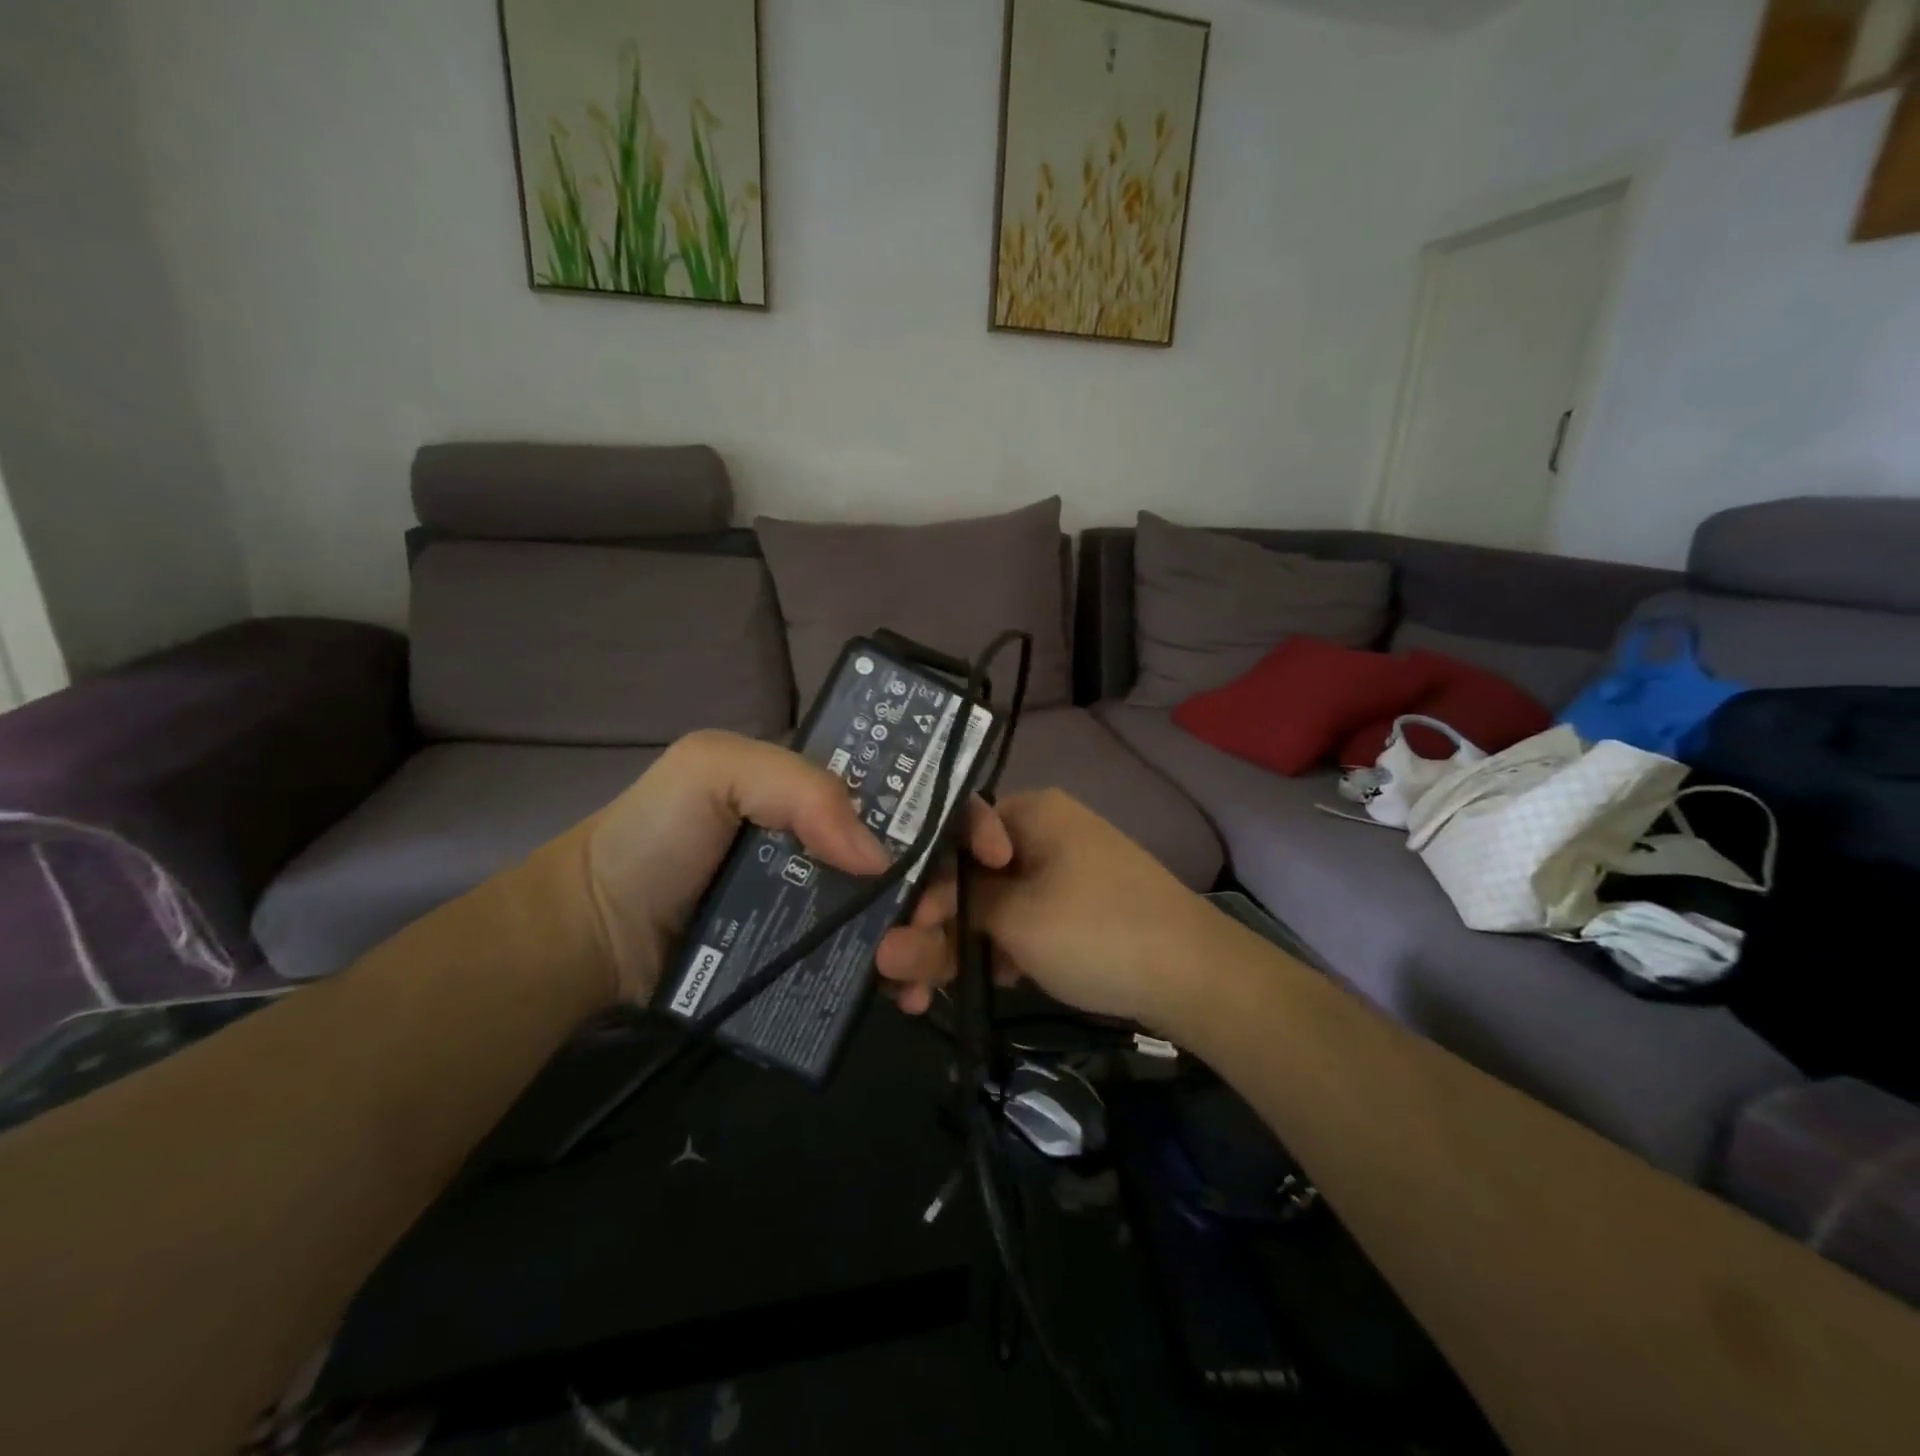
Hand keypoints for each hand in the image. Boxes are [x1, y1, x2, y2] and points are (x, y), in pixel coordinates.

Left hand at [582, 730, 1010, 1004]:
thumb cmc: (656, 834)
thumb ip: (800, 788)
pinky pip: (874, 967)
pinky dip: (902, 980)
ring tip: (911, 968)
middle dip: (948, 886)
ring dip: (931, 939)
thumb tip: (879, 857)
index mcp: (827, 791)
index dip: (961, 811)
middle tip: (933, 918)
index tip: (992, 849)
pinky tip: (904, 998)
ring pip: (908, 916)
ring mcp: (832, 906)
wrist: (598, 931)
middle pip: (924, 860)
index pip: (913, 790)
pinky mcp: (816, 960)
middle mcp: (841, 844)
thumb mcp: (715, 769)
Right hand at [877, 788, 1216, 1029]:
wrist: (1196, 977)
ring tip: (918, 998)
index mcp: (1031, 812)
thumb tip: (889, 940)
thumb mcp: (1016, 920)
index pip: (953, 832)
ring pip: (990, 905)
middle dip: (931, 928)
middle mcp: (1042, 833)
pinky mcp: (1072, 911)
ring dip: (956, 948)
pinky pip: (1018, 923)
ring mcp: (1060, 874)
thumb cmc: (1097, 931)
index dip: (922, 879)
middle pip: (968, 875)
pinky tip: (971, 986)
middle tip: (898, 978)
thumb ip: (950, 922)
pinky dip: (994, 952)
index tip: (904, 924)